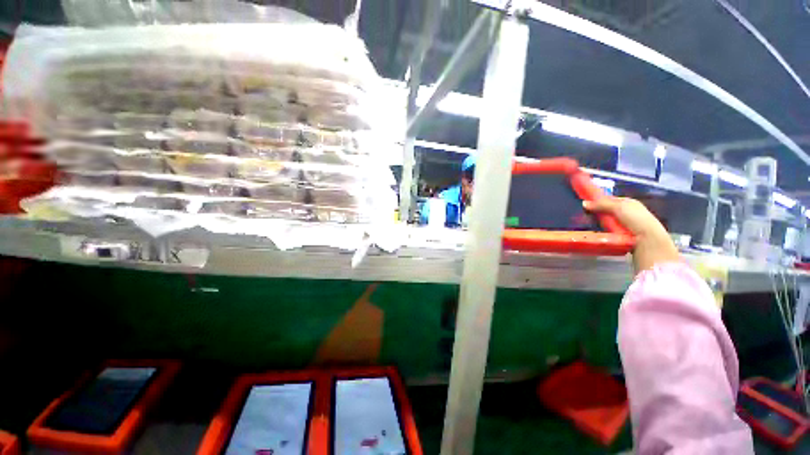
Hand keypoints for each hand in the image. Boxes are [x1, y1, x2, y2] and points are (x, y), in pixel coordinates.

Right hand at [584, 197, 680, 273]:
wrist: (648, 239)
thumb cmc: (636, 219)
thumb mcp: (618, 207)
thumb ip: (602, 204)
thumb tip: (584, 203)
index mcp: (629, 202)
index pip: (610, 199)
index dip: (599, 201)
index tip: (587, 205)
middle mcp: (628, 211)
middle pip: (608, 210)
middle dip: (598, 213)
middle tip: (586, 215)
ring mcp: (626, 224)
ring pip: (608, 221)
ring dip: (600, 222)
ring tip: (589, 224)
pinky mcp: (623, 234)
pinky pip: (609, 230)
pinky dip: (604, 230)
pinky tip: (598, 232)